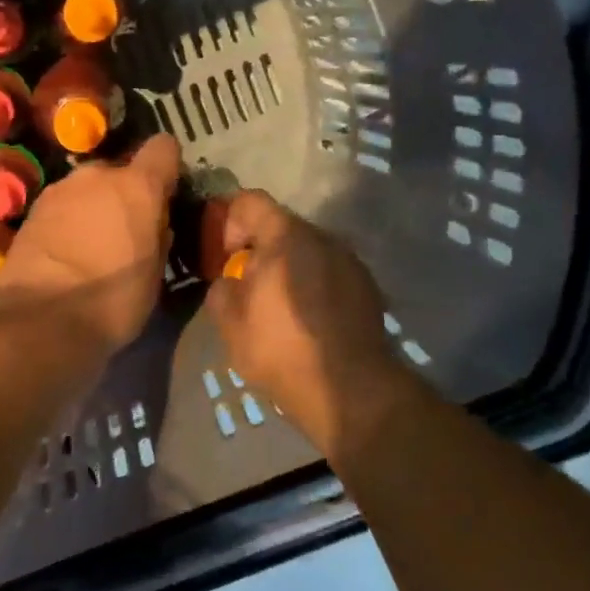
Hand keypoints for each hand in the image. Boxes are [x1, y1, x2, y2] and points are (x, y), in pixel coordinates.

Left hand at [0, 136, 181, 350]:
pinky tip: (65, 253)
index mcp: (138, 187)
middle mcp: (97, 176)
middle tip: (126, 230)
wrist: (40, 319)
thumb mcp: (154, 276)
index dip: (167, 167)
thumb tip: (154, 225)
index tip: (167, 192)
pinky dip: (67, 221)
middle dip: (124, 194)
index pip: (163, 148)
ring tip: (92, 245)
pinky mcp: (32, 210)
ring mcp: (59, 189)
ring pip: (87, 189)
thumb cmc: (112, 300)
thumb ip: (158, 238)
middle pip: (119, 171)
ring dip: (93, 207)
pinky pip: (62, 207)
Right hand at [205, 191, 409, 455]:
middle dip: (258, 250)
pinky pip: (329, 274)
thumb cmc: (280, 349)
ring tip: (278, 308)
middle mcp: (323, 238)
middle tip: (246, 287)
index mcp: (285, 236)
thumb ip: (222, 287)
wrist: (349, 390)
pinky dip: (313, 287)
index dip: (228, 221)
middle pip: (280, 226)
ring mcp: (350, 262)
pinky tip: (307, 322)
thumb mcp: (229, 320)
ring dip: (288, 269)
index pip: (249, 200)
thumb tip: (231, 280)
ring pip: (307, 252)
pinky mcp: (367, 288)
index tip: (224, 258)